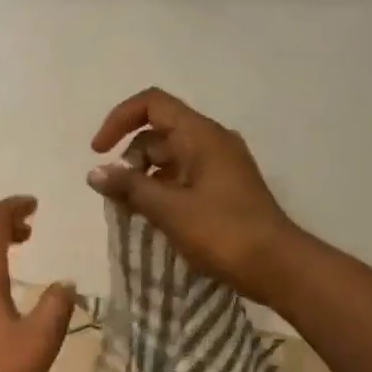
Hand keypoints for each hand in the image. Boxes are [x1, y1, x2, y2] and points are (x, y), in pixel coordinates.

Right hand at [88, 87, 299, 302]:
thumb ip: (129, 188)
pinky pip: (182, 178)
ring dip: (144, 178)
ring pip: (169, 159)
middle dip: (130, 159)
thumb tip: (94, 172)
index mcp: (201, 135)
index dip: (118, 120)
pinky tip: (152, 218)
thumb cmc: (223, 233)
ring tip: (131, 211)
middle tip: (118, 197)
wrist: (276, 266)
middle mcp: (212, 142)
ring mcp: (220, 166)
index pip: (152, 104)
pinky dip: (161, 191)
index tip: (98, 153)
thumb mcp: (169, 209)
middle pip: (158, 133)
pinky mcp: (223, 190)